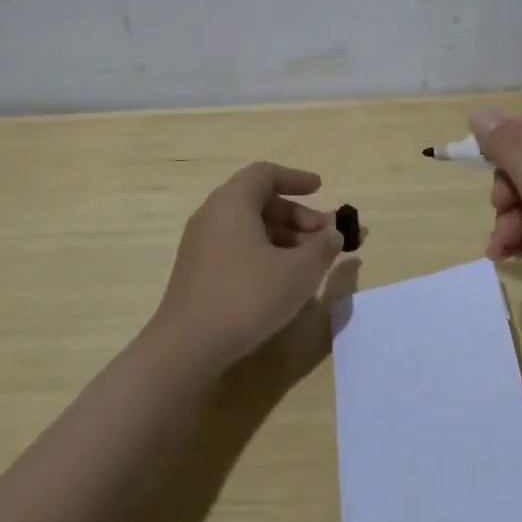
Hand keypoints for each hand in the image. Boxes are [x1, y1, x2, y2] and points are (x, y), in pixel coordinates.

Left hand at [152, 162, 344, 361]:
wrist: (188, 346)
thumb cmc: (247, 296)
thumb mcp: (298, 271)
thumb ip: (322, 247)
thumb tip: (333, 234)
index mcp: (232, 203)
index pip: (265, 174)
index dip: (295, 179)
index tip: (320, 189)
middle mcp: (212, 215)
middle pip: (258, 201)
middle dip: (296, 215)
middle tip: (323, 236)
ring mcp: (200, 245)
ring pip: (248, 227)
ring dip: (283, 237)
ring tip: (309, 262)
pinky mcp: (197, 272)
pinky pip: (236, 247)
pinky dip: (263, 252)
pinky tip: (282, 280)